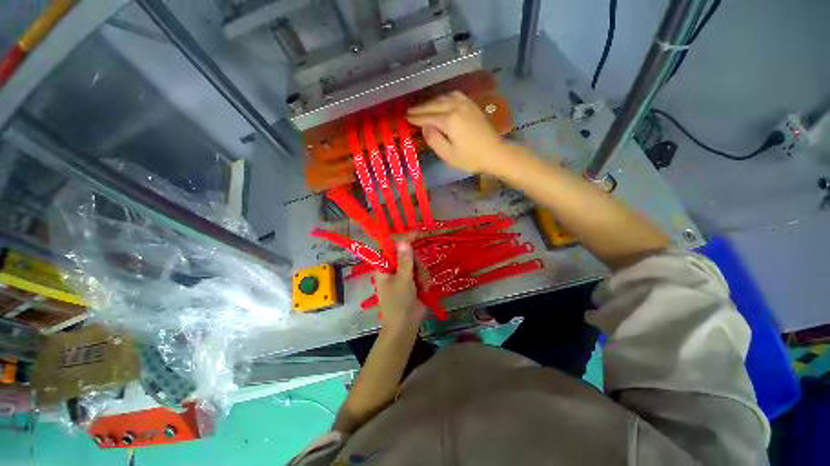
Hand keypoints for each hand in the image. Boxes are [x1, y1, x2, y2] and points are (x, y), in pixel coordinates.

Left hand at [375, 242, 425, 332]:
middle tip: (418, 275)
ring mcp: (404, 275)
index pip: (392, 247)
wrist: (406, 326)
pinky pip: (422, 273)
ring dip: (422, 274)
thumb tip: (403, 240)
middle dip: (417, 264)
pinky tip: (423, 289)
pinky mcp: (413, 281)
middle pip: (408, 254)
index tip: (416, 235)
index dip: (403, 240)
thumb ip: (405, 260)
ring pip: (417, 264)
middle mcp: (393, 268)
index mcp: (384, 266)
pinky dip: (424, 280)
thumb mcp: (403, 280)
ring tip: (420, 287)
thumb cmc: (399, 302)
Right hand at [407, 91, 506, 174]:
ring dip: (431, 101)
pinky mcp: (471, 105)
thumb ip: (434, 140)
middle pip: (434, 105)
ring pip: (443, 97)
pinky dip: (444, 97)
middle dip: (420, 108)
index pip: (427, 117)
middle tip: (409, 111)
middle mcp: (456, 107)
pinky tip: (441, 100)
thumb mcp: (448, 155)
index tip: (405, 118)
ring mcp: (465, 104)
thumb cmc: (470, 158)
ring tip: (422, 107)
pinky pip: (454, 95)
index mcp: (449, 120)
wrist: (494, 153)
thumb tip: (424, 126)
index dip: (416, 118)